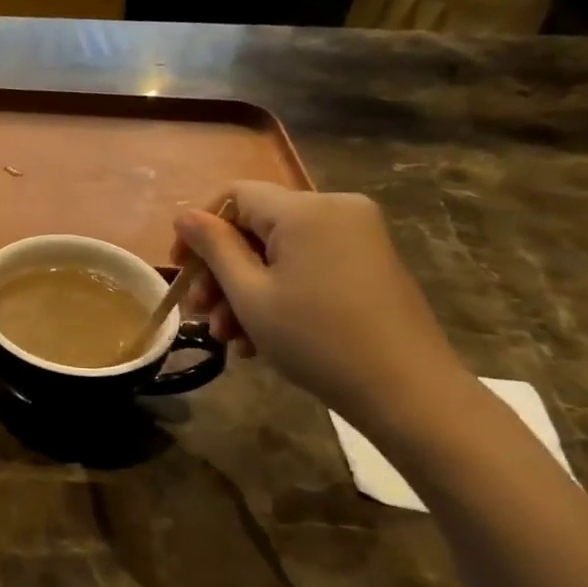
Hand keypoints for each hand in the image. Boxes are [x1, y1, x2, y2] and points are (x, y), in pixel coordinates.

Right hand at [173, 183, 470, 431]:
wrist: (407, 391)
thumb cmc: (316, 339)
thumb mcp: (250, 295)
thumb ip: (214, 248)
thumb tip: (185, 216)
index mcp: (305, 209)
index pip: (234, 195)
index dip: (199, 229)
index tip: (180, 270)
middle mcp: (335, 210)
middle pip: (256, 226)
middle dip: (221, 272)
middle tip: (202, 315)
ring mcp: (357, 237)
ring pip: (279, 252)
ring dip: (245, 291)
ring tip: (228, 338)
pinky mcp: (368, 264)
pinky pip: (306, 266)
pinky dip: (278, 293)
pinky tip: (259, 339)